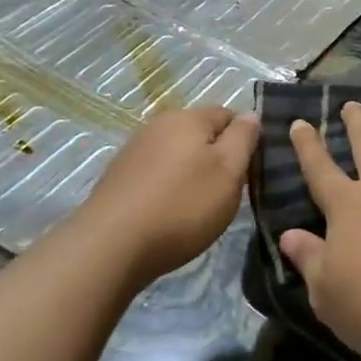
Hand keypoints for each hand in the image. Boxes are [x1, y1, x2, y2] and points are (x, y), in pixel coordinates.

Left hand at [78, 106, 258, 280]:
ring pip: (176, 154)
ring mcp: (134, 150)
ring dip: (190, 173)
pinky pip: (155, 173)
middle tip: (225, 192)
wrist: (110, 246)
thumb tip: (250, 114)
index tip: (248, 171)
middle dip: (215, 156)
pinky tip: (167, 213)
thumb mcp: (228, 172)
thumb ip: (243, 139)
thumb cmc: (181, 206)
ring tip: (195, 207)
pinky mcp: (117, 177)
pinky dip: (166, 187)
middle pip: (199, 133)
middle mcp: (158, 125)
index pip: (228, 114)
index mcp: (188, 118)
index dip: (243, 139)